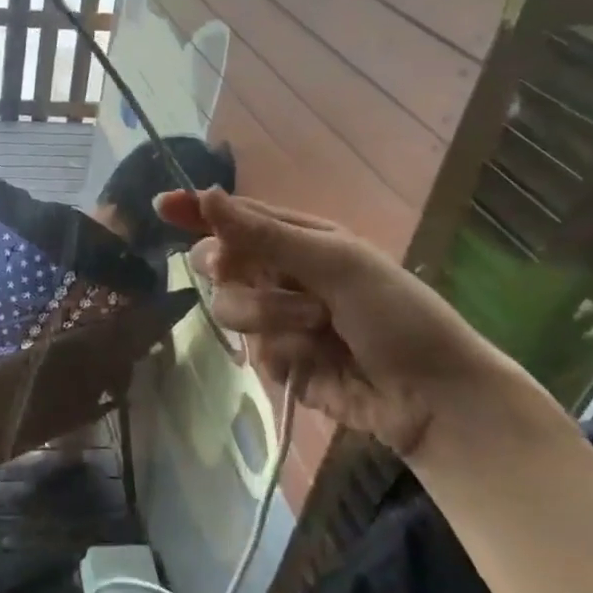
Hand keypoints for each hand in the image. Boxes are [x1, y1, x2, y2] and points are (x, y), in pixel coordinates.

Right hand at [155, 189, 539, 456]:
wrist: (431, 396)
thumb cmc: (395, 313)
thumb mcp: (334, 262)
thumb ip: (264, 233)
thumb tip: (205, 196)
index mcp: (299, 239)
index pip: (236, 218)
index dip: (197, 212)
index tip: (161, 206)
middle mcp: (283, 275)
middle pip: (221, 266)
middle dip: (237, 275)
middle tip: (250, 275)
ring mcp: (279, 320)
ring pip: (231, 311)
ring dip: (270, 319)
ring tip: (317, 329)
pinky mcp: (281, 363)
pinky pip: (254, 353)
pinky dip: (283, 357)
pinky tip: (317, 364)